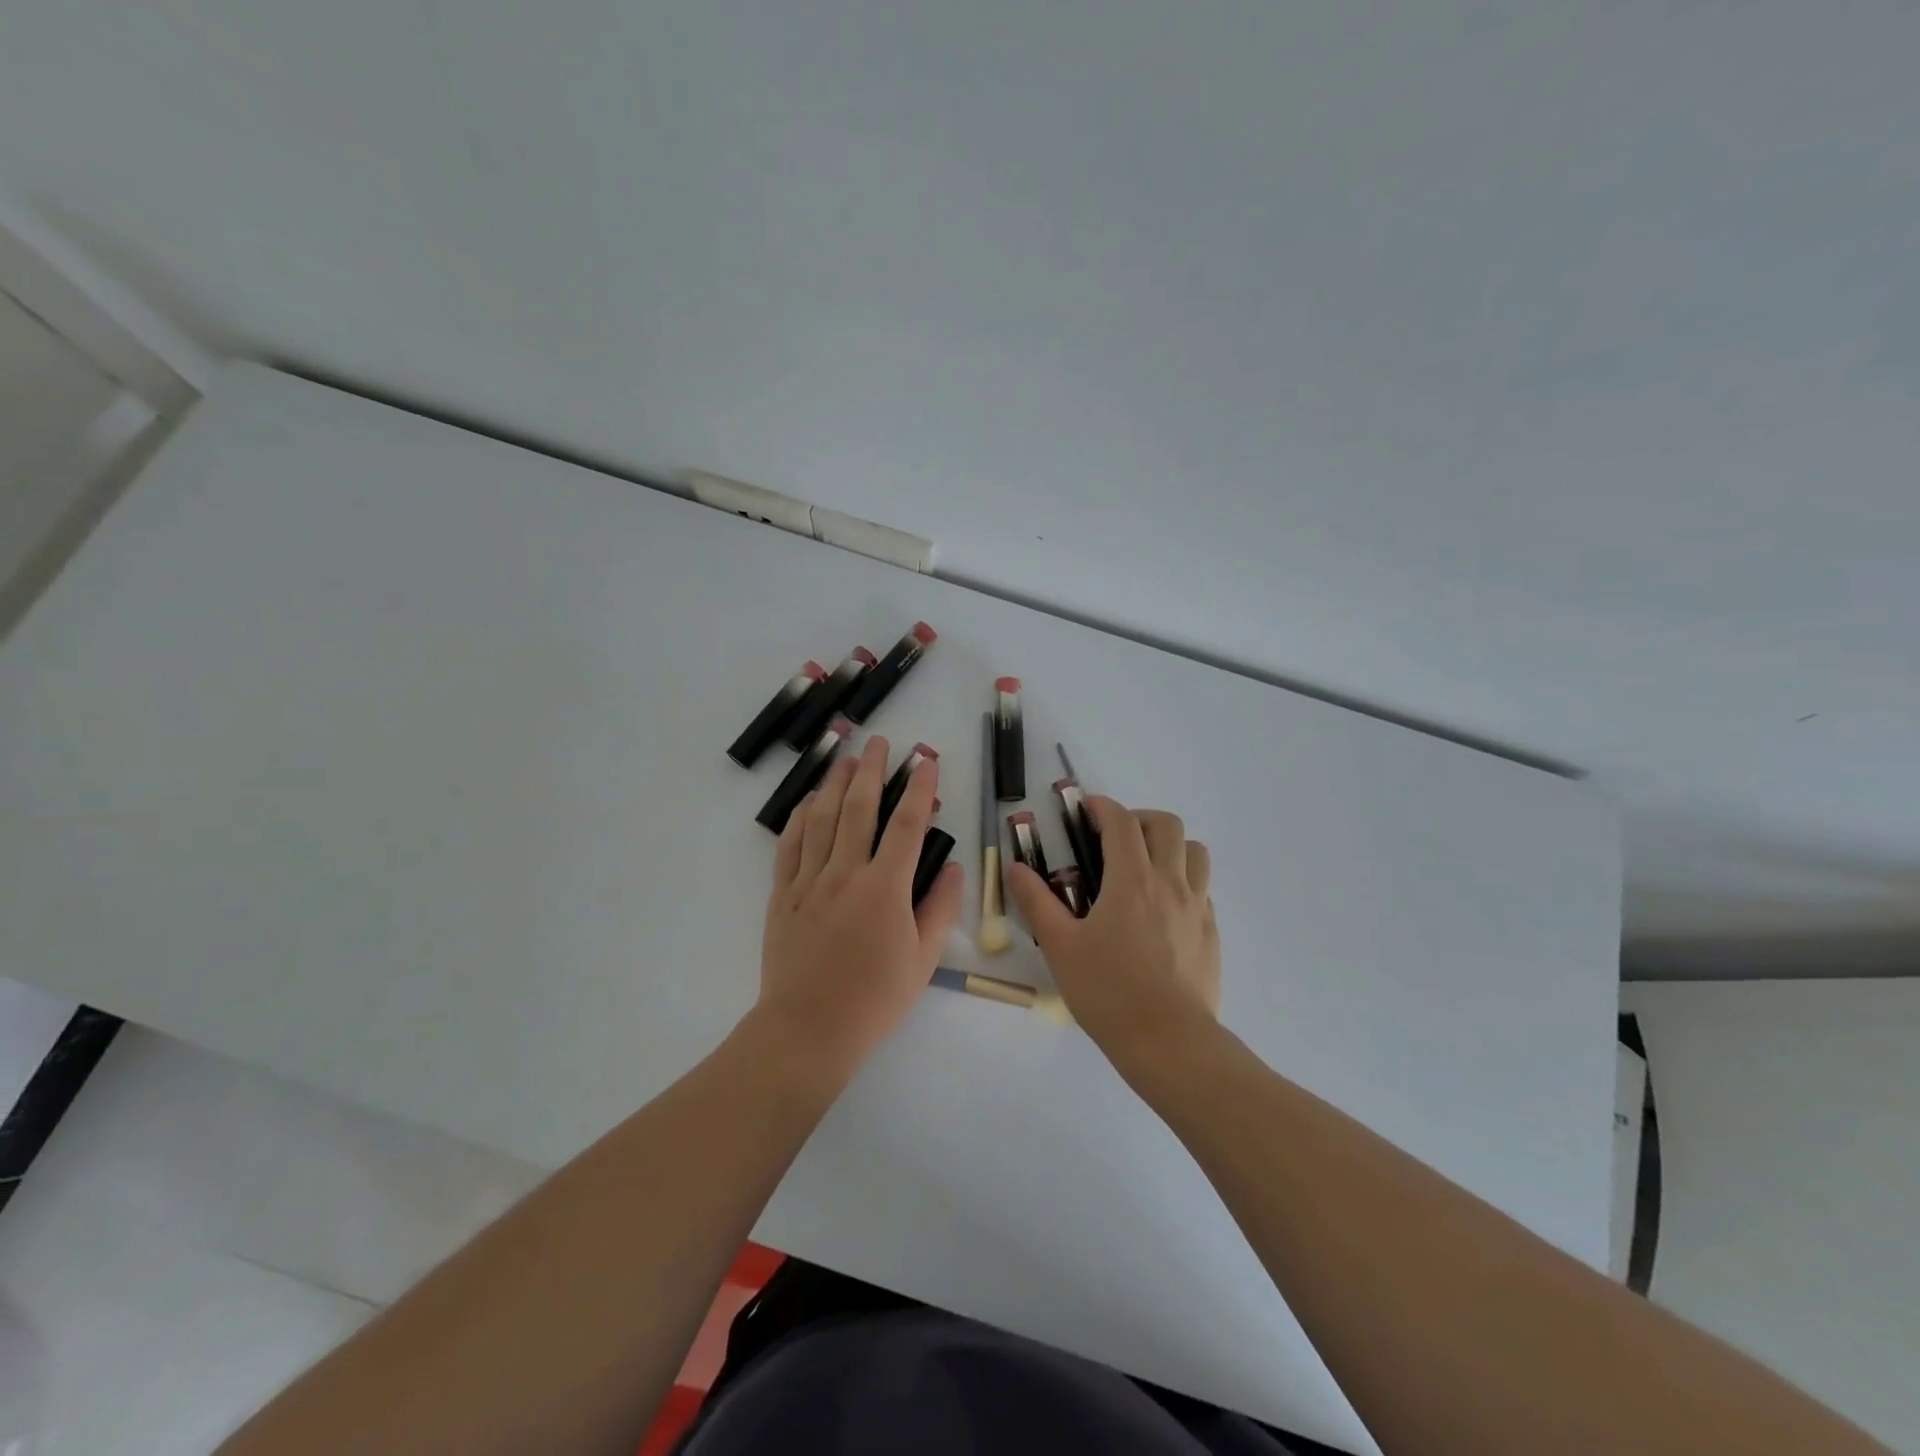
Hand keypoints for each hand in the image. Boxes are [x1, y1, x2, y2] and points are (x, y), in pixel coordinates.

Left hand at [756, 735, 964, 1077]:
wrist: (808, 1030)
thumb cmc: (874, 999)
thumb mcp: (923, 960)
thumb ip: (941, 909)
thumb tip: (956, 867)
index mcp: (886, 888)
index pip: (907, 825)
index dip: (919, 788)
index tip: (926, 761)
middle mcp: (847, 873)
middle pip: (860, 808)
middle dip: (872, 770)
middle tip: (878, 742)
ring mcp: (810, 881)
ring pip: (822, 819)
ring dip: (835, 783)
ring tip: (845, 757)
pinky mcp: (783, 894)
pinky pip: (790, 845)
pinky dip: (800, 818)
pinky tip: (808, 801)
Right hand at [1004, 798, 1219, 1065]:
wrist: (1168, 1042)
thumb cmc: (1108, 991)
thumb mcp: (1060, 946)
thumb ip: (1036, 901)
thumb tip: (1014, 868)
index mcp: (1132, 880)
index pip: (1122, 822)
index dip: (1103, 807)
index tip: (1086, 809)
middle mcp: (1170, 883)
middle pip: (1167, 825)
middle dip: (1139, 819)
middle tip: (1114, 838)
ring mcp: (1197, 907)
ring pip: (1195, 852)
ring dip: (1169, 845)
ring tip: (1144, 867)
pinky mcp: (1211, 932)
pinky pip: (1202, 887)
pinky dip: (1183, 880)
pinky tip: (1161, 908)